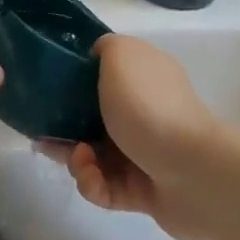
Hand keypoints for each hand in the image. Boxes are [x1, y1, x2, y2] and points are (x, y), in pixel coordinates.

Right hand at [50, 35, 222, 239]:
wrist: (193, 173)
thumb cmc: (149, 108)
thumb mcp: (121, 56)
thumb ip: (104, 47)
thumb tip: (95, 55)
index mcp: (142, 77)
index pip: (102, 74)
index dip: (72, 82)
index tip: (49, 91)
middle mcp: (144, 112)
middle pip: (91, 119)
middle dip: (65, 128)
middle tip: (47, 135)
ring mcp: (144, 153)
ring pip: (93, 156)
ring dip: (76, 160)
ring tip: (79, 160)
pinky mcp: (143, 192)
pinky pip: (105, 188)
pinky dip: (93, 184)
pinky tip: (94, 179)